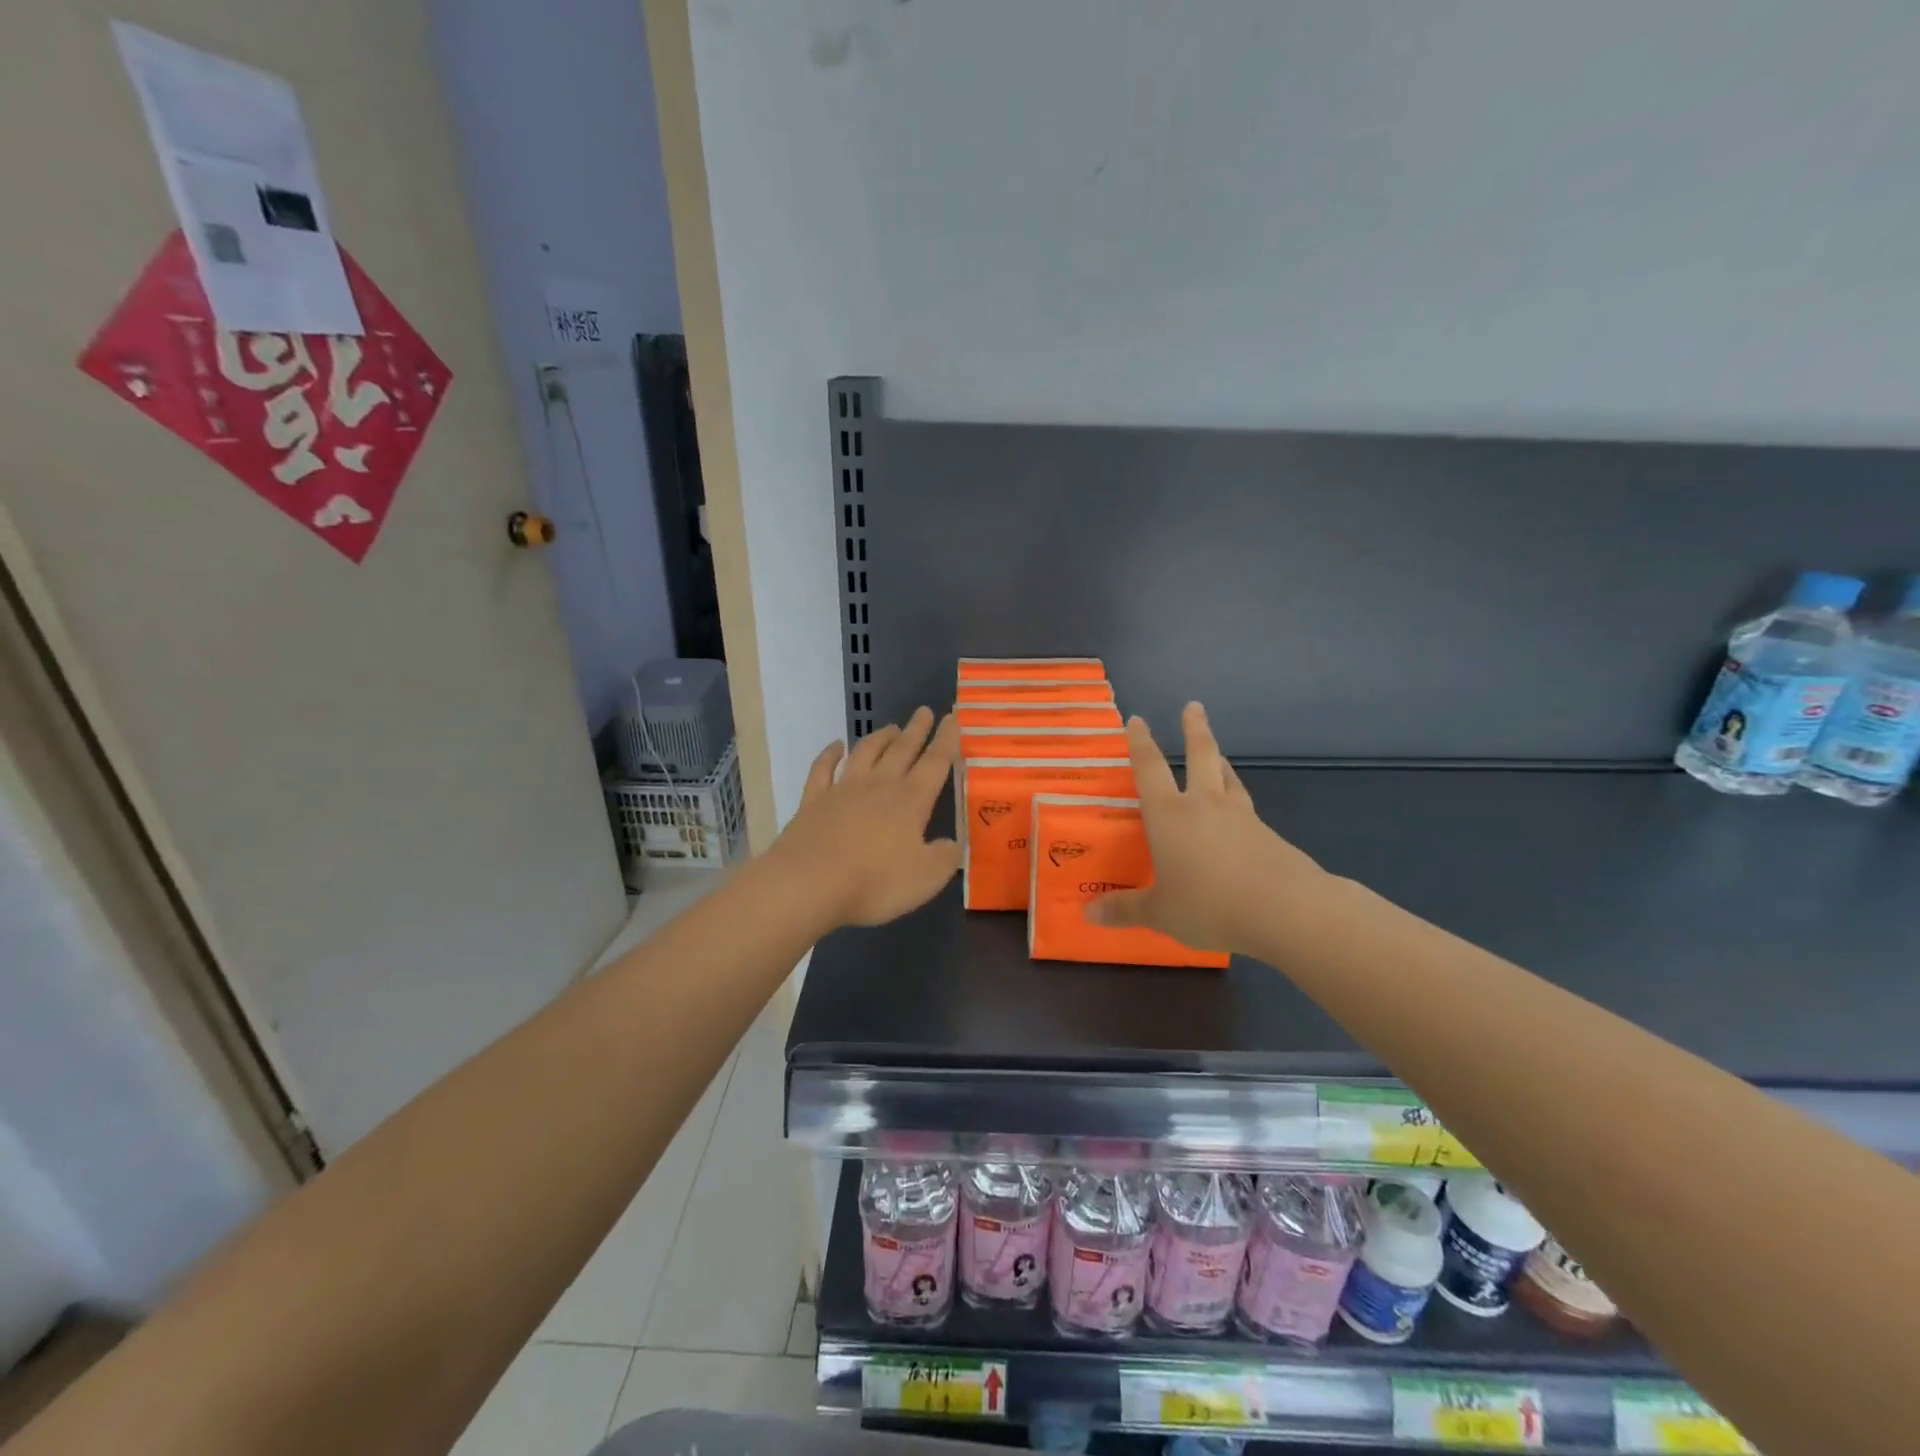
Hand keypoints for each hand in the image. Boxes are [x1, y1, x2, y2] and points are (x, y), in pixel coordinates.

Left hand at [766, 707, 961, 930]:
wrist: (809, 883)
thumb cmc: (874, 882)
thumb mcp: (926, 878)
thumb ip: (944, 858)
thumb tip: (952, 844)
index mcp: (911, 801)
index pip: (935, 763)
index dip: (946, 740)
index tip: (952, 718)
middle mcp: (879, 786)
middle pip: (902, 750)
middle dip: (916, 730)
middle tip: (924, 711)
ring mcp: (843, 790)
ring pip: (866, 753)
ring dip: (880, 738)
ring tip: (891, 726)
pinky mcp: (813, 801)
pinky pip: (823, 769)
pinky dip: (830, 754)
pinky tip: (836, 746)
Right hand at [1086, 703, 1324, 953]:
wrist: (1286, 909)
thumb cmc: (1209, 905)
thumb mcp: (1161, 913)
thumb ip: (1125, 910)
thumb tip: (1089, 914)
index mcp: (1169, 815)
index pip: (1150, 769)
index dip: (1140, 743)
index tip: (1137, 720)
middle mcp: (1204, 805)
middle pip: (1201, 755)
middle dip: (1194, 729)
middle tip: (1193, 706)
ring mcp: (1241, 817)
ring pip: (1228, 778)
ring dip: (1220, 761)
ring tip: (1218, 754)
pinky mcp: (1269, 835)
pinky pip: (1247, 809)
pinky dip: (1238, 801)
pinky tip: (1239, 816)